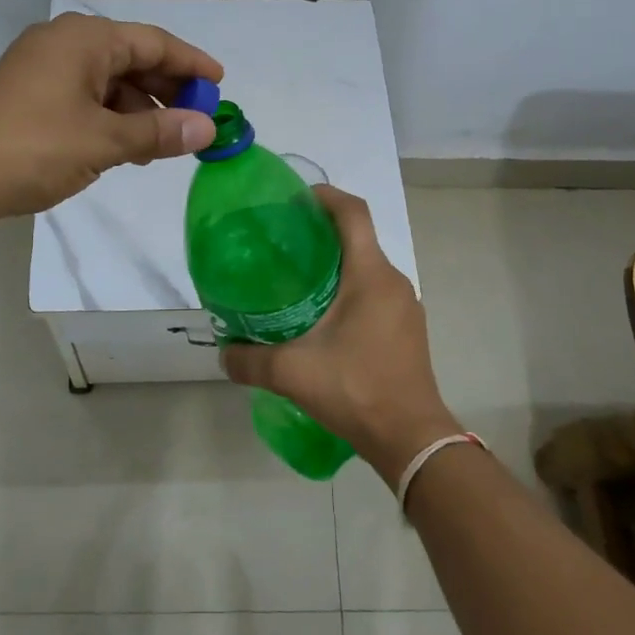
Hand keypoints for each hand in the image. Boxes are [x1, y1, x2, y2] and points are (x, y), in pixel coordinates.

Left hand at [0, 12, 222, 219]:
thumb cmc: (31, 148)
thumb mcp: (103, 142)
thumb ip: (159, 132)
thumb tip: (207, 129)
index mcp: (84, 39)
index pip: (154, 42)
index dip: (192, 64)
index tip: (221, 86)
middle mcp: (64, 43)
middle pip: (131, 58)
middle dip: (167, 88)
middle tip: (197, 120)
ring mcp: (42, 68)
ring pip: (107, 81)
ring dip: (138, 108)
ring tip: (162, 143)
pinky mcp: (28, 95)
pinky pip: (84, 97)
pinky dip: (110, 118)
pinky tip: (123, 148)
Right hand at [220, 186, 462, 487]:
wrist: (411, 438)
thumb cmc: (356, 389)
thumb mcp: (292, 373)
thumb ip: (249, 360)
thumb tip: (223, 354)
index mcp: (370, 275)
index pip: (353, 212)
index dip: (325, 195)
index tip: (294, 199)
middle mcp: (393, 281)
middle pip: (358, 238)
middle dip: (322, 232)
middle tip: (282, 244)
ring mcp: (405, 306)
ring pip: (367, 267)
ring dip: (336, 264)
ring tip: (297, 281)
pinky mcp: (407, 329)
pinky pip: (375, 292)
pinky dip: (349, 290)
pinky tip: (323, 318)